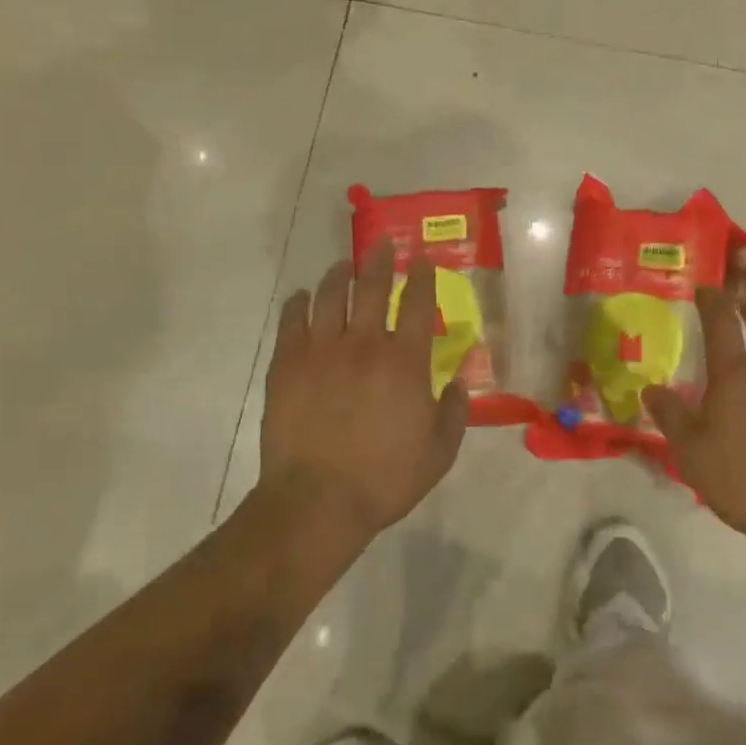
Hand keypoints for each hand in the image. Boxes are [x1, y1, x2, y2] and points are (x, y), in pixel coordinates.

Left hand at [260, 241, 469, 539]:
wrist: (318, 500)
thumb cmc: (385, 479)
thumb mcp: (439, 453)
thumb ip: (454, 412)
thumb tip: (458, 381)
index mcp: (404, 362)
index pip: (417, 304)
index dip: (422, 277)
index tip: (422, 260)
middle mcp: (363, 344)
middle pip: (371, 288)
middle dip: (380, 261)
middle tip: (382, 243)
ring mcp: (320, 351)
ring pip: (328, 297)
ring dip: (338, 275)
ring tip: (343, 265)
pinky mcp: (286, 365)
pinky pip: (291, 321)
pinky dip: (297, 303)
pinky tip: (300, 297)